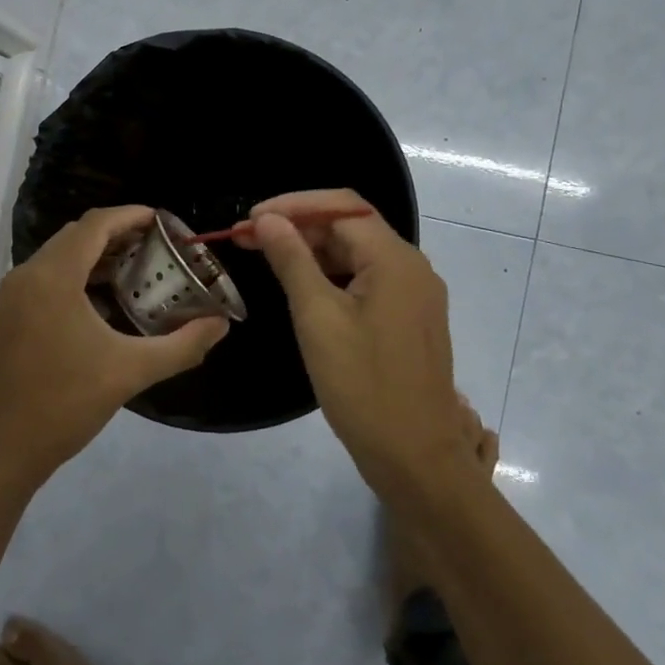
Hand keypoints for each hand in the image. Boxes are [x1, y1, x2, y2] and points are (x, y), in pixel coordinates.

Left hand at [0, 206, 228, 492]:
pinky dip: (79, 276)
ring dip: (97, 256)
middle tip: (158, 246)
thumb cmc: (62, 404)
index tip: (165, 221)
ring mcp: (13, 297)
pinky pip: (48, 278)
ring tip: (138, 270)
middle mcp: (28, 275)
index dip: (132, 215)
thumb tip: (220, 325)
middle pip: (77, 235)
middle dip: (118, 233)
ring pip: (60, 257)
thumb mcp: (129, 372)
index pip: (96, 224)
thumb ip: (181, 346)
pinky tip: (105, 303)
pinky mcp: (8, 317)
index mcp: (53, 277)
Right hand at [240, 190, 468, 496]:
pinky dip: (331, 275)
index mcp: (394, 259)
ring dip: (312, 251)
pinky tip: (302, 287)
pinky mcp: (408, 318)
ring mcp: (413, 294)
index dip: (292, 205)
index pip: (341, 207)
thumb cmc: (363, 386)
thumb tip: (268, 220)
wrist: (416, 458)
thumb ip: (292, 260)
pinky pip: (367, 279)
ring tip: (267, 258)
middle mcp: (411, 267)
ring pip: (357, 254)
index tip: (250, 220)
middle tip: (248, 239)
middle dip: (299, 226)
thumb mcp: (318, 318)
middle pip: (350, 227)